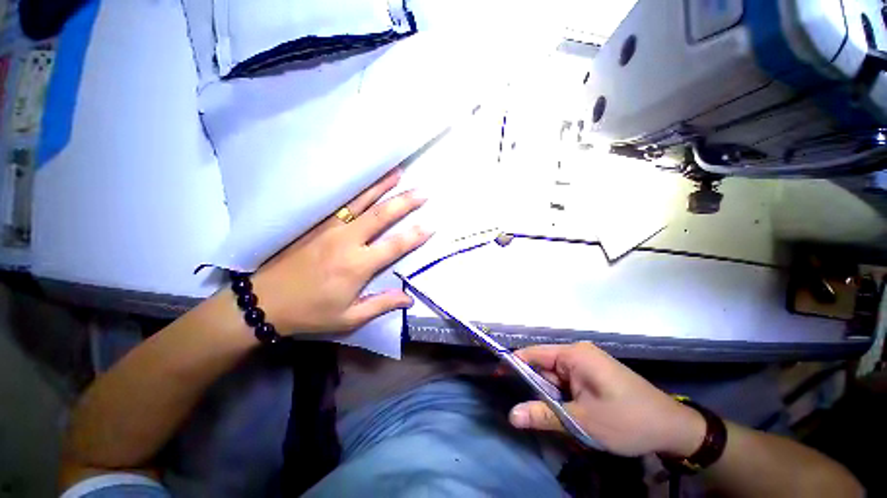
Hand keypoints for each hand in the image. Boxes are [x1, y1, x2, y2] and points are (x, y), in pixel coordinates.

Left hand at [251, 168, 431, 334]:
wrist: (265, 301)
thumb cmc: (311, 312)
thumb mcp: (349, 317)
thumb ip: (381, 305)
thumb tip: (409, 299)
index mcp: (357, 265)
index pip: (394, 245)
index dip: (415, 235)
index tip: (431, 225)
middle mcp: (347, 241)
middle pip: (380, 215)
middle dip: (404, 202)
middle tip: (423, 192)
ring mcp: (330, 228)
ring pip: (360, 202)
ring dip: (381, 187)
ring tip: (397, 173)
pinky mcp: (317, 224)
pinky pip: (341, 202)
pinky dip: (356, 191)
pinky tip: (366, 182)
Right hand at [508, 342, 705, 456]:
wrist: (673, 429)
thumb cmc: (627, 420)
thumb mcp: (582, 421)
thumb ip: (544, 415)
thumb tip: (511, 415)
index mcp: (574, 355)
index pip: (534, 353)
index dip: (514, 364)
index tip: (498, 377)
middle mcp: (578, 354)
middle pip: (544, 366)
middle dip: (536, 388)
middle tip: (528, 412)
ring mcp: (587, 364)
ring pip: (556, 377)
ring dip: (551, 396)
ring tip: (552, 418)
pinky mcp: (594, 375)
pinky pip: (568, 382)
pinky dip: (563, 398)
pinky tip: (567, 414)